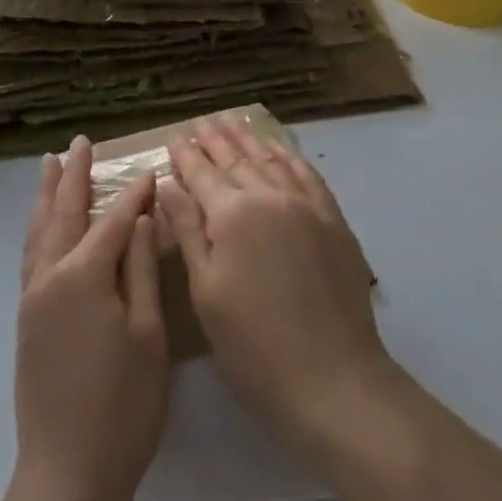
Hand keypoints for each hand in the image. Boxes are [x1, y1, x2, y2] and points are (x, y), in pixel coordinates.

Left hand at [14, 136, 169, 500]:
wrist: (68, 475)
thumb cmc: (122, 406)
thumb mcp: (147, 335)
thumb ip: (139, 269)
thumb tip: (138, 218)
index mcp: (83, 275)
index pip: (112, 221)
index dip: (134, 196)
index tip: (151, 171)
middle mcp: (50, 276)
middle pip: (64, 213)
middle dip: (74, 175)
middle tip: (80, 142)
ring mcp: (33, 298)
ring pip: (40, 231)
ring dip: (48, 195)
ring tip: (51, 165)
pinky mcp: (26, 320)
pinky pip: (32, 255)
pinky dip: (39, 228)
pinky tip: (44, 225)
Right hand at [157, 118, 396, 447]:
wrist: (333, 378)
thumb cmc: (254, 345)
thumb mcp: (206, 292)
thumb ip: (188, 231)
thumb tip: (168, 186)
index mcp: (233, 215)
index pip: (202, 174)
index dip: (186, 155)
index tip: (174, 137)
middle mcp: (270, 196)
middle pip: (237, 159)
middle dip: (216, 139)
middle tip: (201, 121)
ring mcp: (306, 205)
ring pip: (271, 159)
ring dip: (249, 139)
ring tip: (233, 122)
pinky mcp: (333, 219)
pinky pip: (306, 174)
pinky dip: (288, 156)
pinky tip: (278, 148)